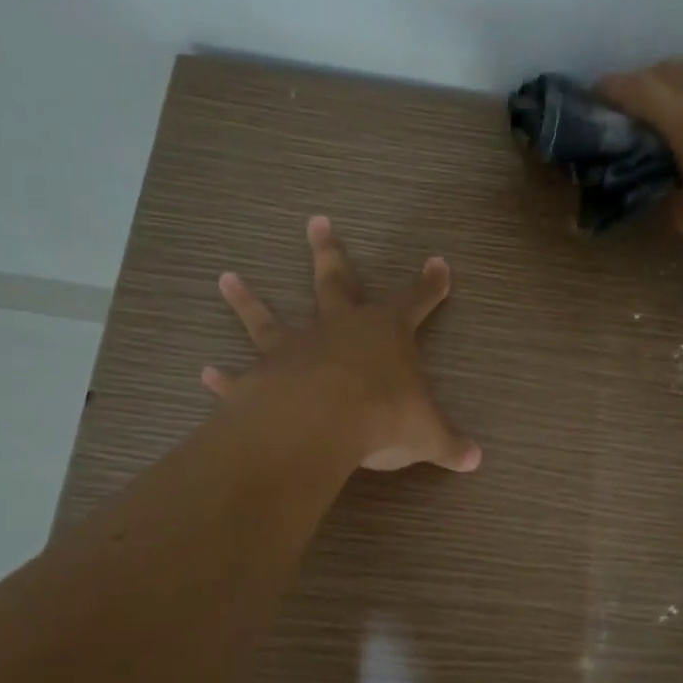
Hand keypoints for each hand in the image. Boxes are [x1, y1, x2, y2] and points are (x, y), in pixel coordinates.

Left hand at [201, 217, 481, 473]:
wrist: (320, 422)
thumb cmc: (383, 416)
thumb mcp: (426, 434)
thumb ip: (449, 444)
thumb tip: (476, 460)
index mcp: (385, 332)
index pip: (415, 301)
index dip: (429, 285)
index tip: (438, 263)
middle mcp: (338, 329)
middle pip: (335, 282)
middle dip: (330, 253)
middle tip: (316, 221)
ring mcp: (296, 349)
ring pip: (269, 318)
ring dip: (248, 300)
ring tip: (227, 278)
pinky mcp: (262, 377)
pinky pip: (240, 375)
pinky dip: (224, 376)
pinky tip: (206, 372)